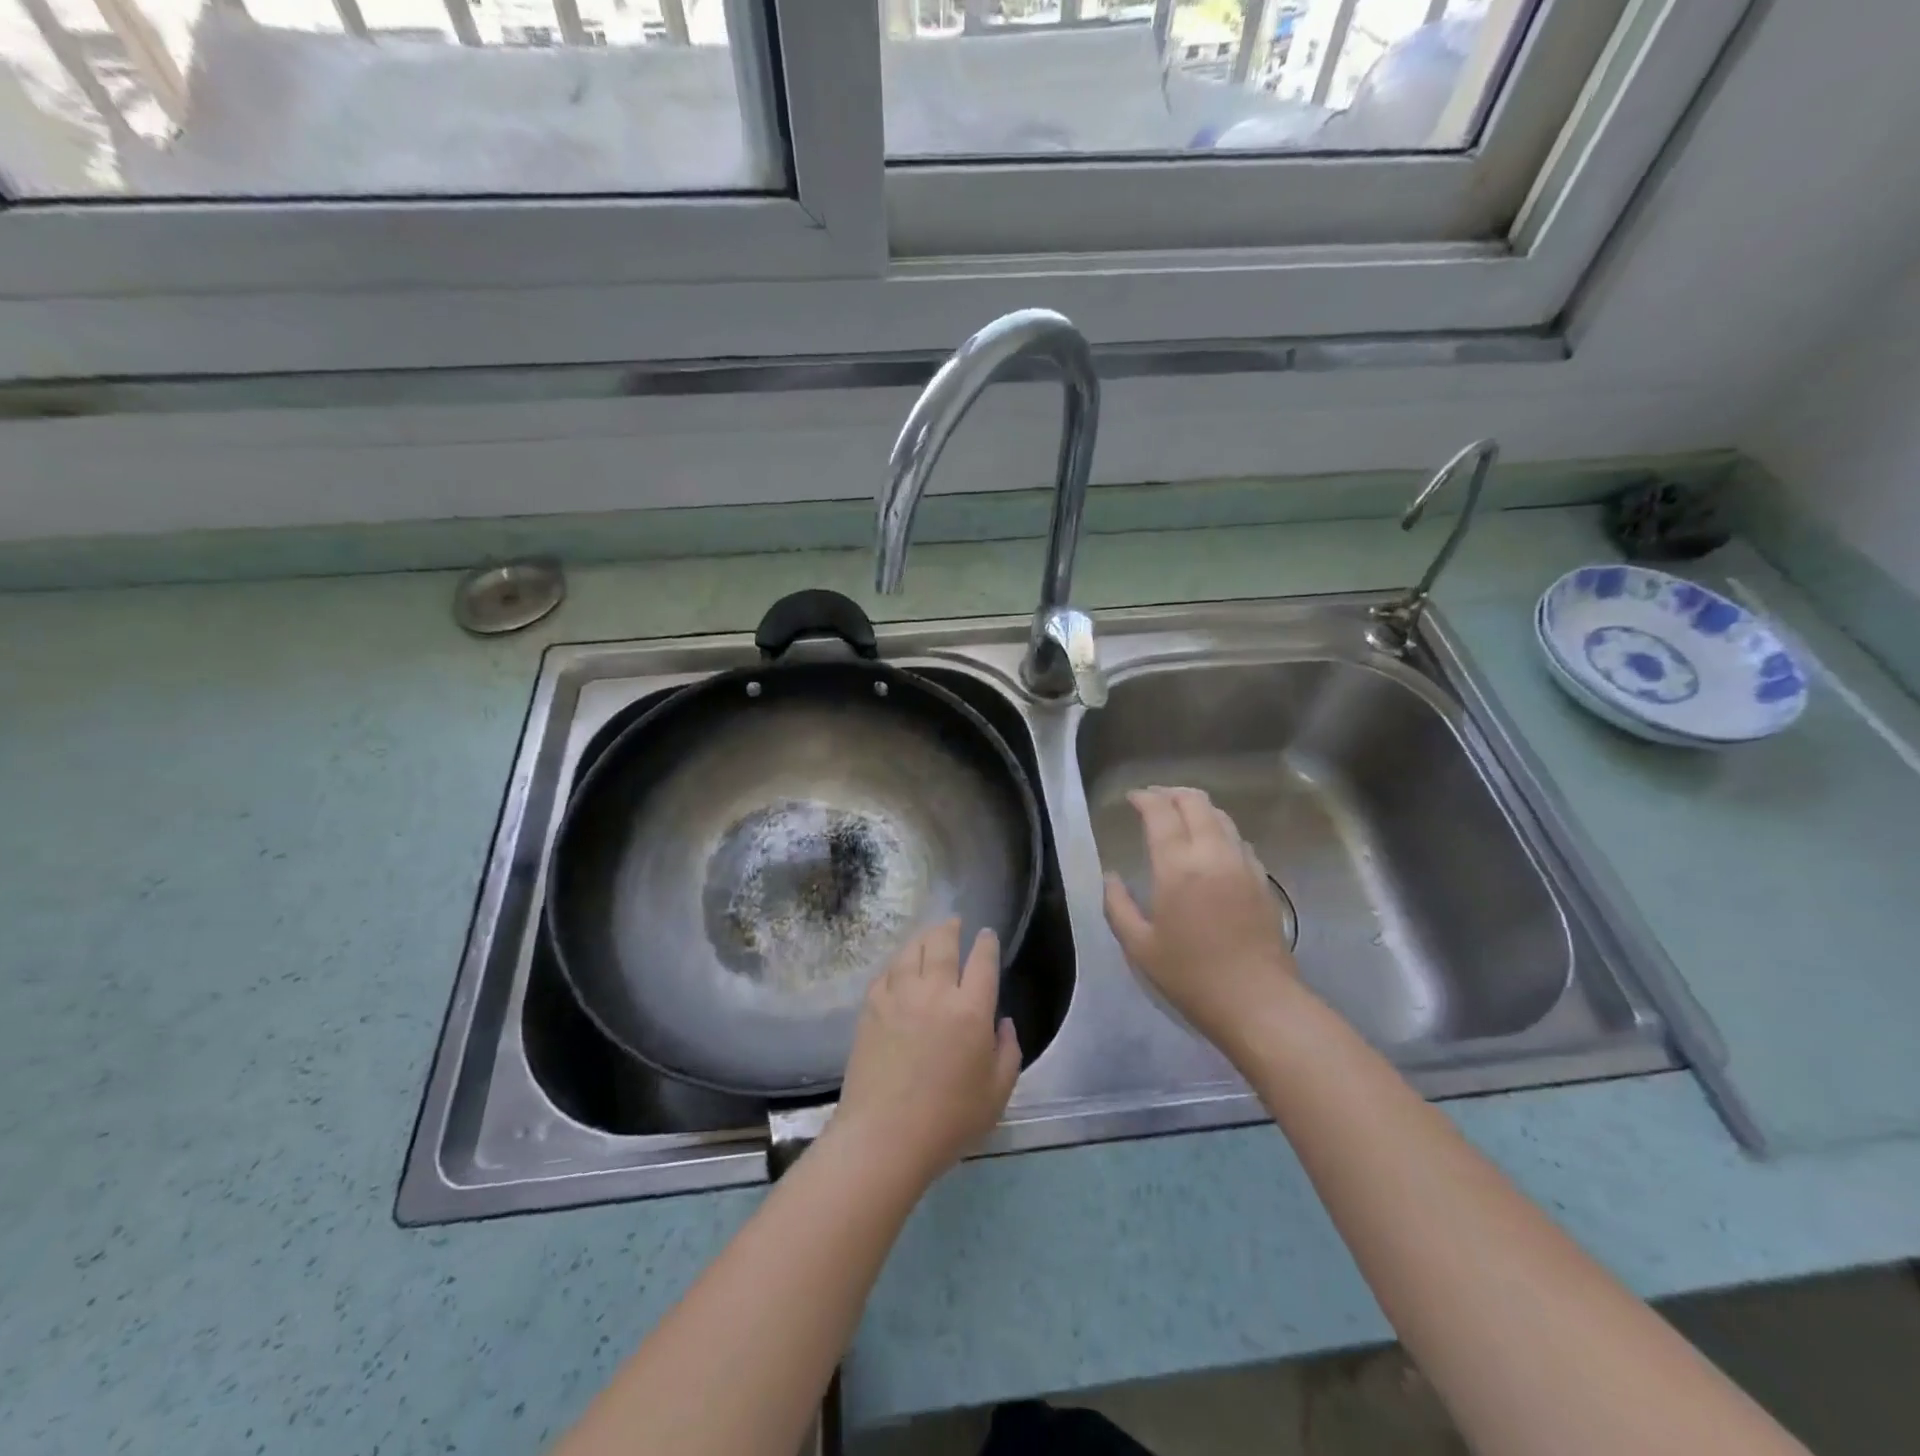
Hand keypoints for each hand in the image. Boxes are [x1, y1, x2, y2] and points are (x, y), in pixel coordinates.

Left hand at [830, 919, 1021, 1188]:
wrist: (884, 1137)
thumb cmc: (948, 1121)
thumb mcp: (997, 1094)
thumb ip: (1008, 1052)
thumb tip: (1003, 1022)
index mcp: (971, 1010)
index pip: (982, 961)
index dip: (986, 943)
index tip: (987, 934)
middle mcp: (934, 992)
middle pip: (943, 943)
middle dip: (951, 927)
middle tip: (955, 922)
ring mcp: (898, 996)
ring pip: (911, 951)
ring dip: (923, 937)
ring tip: (928, 935)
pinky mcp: (871, 1008)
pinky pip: (886, 973)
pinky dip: (897, 964)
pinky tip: (900, 968)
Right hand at [1103, 786, 1301, 1051]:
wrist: (1258, 1002)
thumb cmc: (1191, 977)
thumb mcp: (1139, 946)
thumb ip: (1117, 905)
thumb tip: (1111, 877)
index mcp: (1178, 867)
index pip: (1161, 812)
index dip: (1144, 798)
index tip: (1132, 798)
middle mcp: (1213, 854)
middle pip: (1195, 802)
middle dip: (1171, 793)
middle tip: (1153, 800)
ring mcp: (1243, 864)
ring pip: (1221, 816)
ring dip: (1197, 808)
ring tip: (1180, 816)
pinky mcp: (1262, 880)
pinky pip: (1238, 839)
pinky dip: (1219, 829)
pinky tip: (1210, 846)